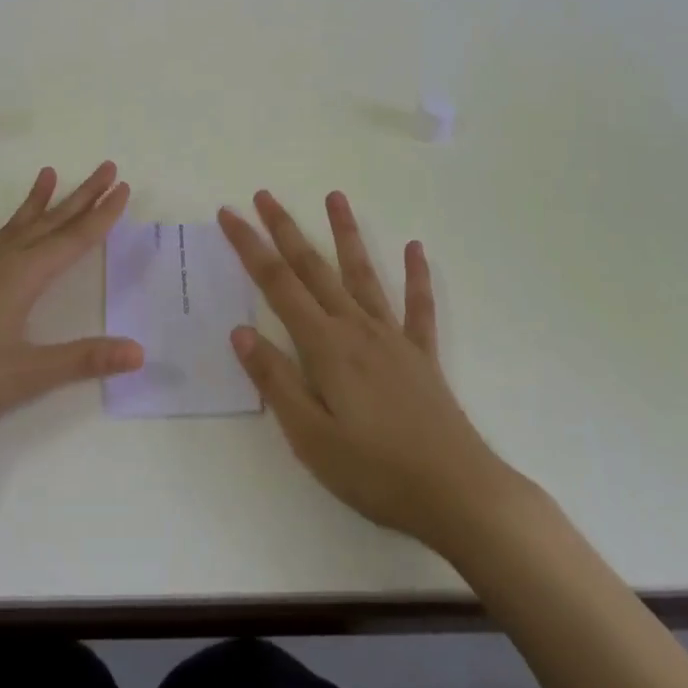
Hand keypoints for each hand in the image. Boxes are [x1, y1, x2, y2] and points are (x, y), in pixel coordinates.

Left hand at [0, 163, 142, 458]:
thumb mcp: (30, 375)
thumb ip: (85, 359)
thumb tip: (139, 351)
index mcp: (25, 276)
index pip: (75, 239)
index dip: (103, 215)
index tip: (123, 187)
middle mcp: (2, 262)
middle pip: (51, 222)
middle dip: (81, 196)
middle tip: (106, 169)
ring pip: (14, 227)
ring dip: (35, 202)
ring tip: (48, 173)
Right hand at [220, 190, 520, 553]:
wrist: (458, 493)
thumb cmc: (375, 472)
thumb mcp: (310, 438)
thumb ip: (276, 380)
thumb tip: (241, 331)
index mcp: (325, 346)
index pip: (277, 284)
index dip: (250, 247)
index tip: (229, 215)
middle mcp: (356, 327)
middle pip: (313, 267)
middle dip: (285, 228)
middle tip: (264, 194)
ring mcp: (392, 336)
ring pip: (362, 272)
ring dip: (346, 232)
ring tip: (334, 196)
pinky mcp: (421, 353)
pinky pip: (418, 305)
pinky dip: (416, 275)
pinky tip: (416, 248)